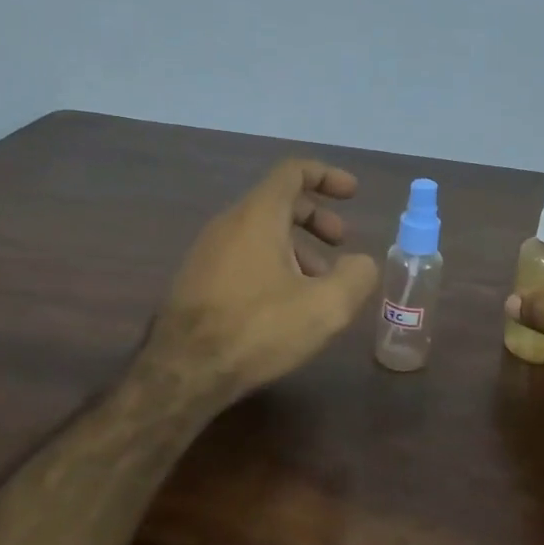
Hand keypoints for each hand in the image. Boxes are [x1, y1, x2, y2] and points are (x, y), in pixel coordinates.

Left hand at [145, 159, 378, 404]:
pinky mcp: (197, 280)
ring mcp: (207, 252)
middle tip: (341, 242)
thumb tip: (361, 263)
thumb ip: (356, 276)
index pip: (293, 171)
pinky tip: (285, 303)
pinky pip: (243, 254)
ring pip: (261, 232)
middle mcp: (228, 223)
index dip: (327, 176)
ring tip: (319, 282)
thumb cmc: (258, 329)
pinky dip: (273, 262)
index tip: (352, 194)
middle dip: (316, 217)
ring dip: (297, 246)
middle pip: (278, 201)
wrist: (182, 373)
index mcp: (258, 216)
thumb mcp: (325, 306)